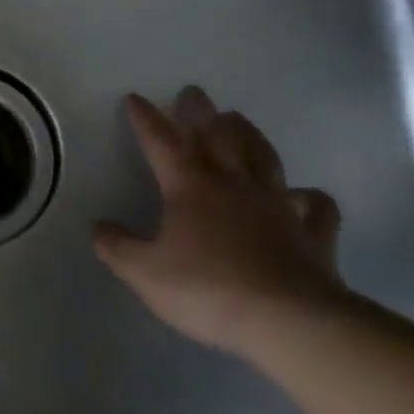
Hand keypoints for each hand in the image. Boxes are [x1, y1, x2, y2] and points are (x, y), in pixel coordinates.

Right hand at [94, 87, 346, 352]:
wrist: (289, 322)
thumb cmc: (207, 290)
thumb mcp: (143, 272)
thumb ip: (117, 246)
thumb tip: (99, 226)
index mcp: (190, 189)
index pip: (162, 144)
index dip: (147, 120)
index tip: (135, 98)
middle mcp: (234, 186)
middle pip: (216, 138)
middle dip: (199, 113)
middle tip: (193, 92)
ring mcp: (277, 207)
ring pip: (263, 158)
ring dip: (248, 134)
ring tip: (237, 118)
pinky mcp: (312, 234)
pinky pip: (314, 206)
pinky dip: (308, 196)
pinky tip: (303, 194)